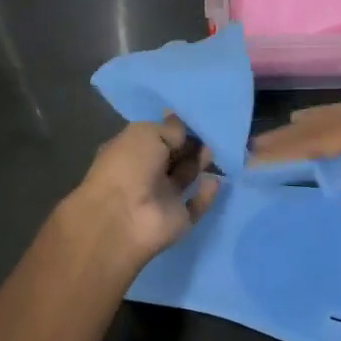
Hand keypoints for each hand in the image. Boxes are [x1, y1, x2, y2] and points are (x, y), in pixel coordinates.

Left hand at [60, 116, 219, 272]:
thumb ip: (169, 130)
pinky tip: (216, 180)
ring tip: (214, 152)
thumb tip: (182, 127)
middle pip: (173, 157)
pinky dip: (207, 194)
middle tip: (210, 134)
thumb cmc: (129, 167)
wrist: (124, 217)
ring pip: (185, 178)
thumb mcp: (146, 134)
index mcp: (130, 152)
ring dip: (199, 164)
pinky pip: (196, 205)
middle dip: (191, 146)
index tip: (195, 120)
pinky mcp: (178, 219)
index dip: (175, 130)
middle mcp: (145, 174)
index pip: (156, 138)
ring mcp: (161, 198)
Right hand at [251, 100, 340, 282]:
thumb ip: (339, 176)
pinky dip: (335, 130)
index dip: (286, 148)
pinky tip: (320, 132)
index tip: (253, 158)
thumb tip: (323, 164)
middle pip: (333, 119)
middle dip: (294, 134)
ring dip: (313, 129)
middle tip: (258, 145)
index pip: (323, 135)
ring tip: (280, 135)